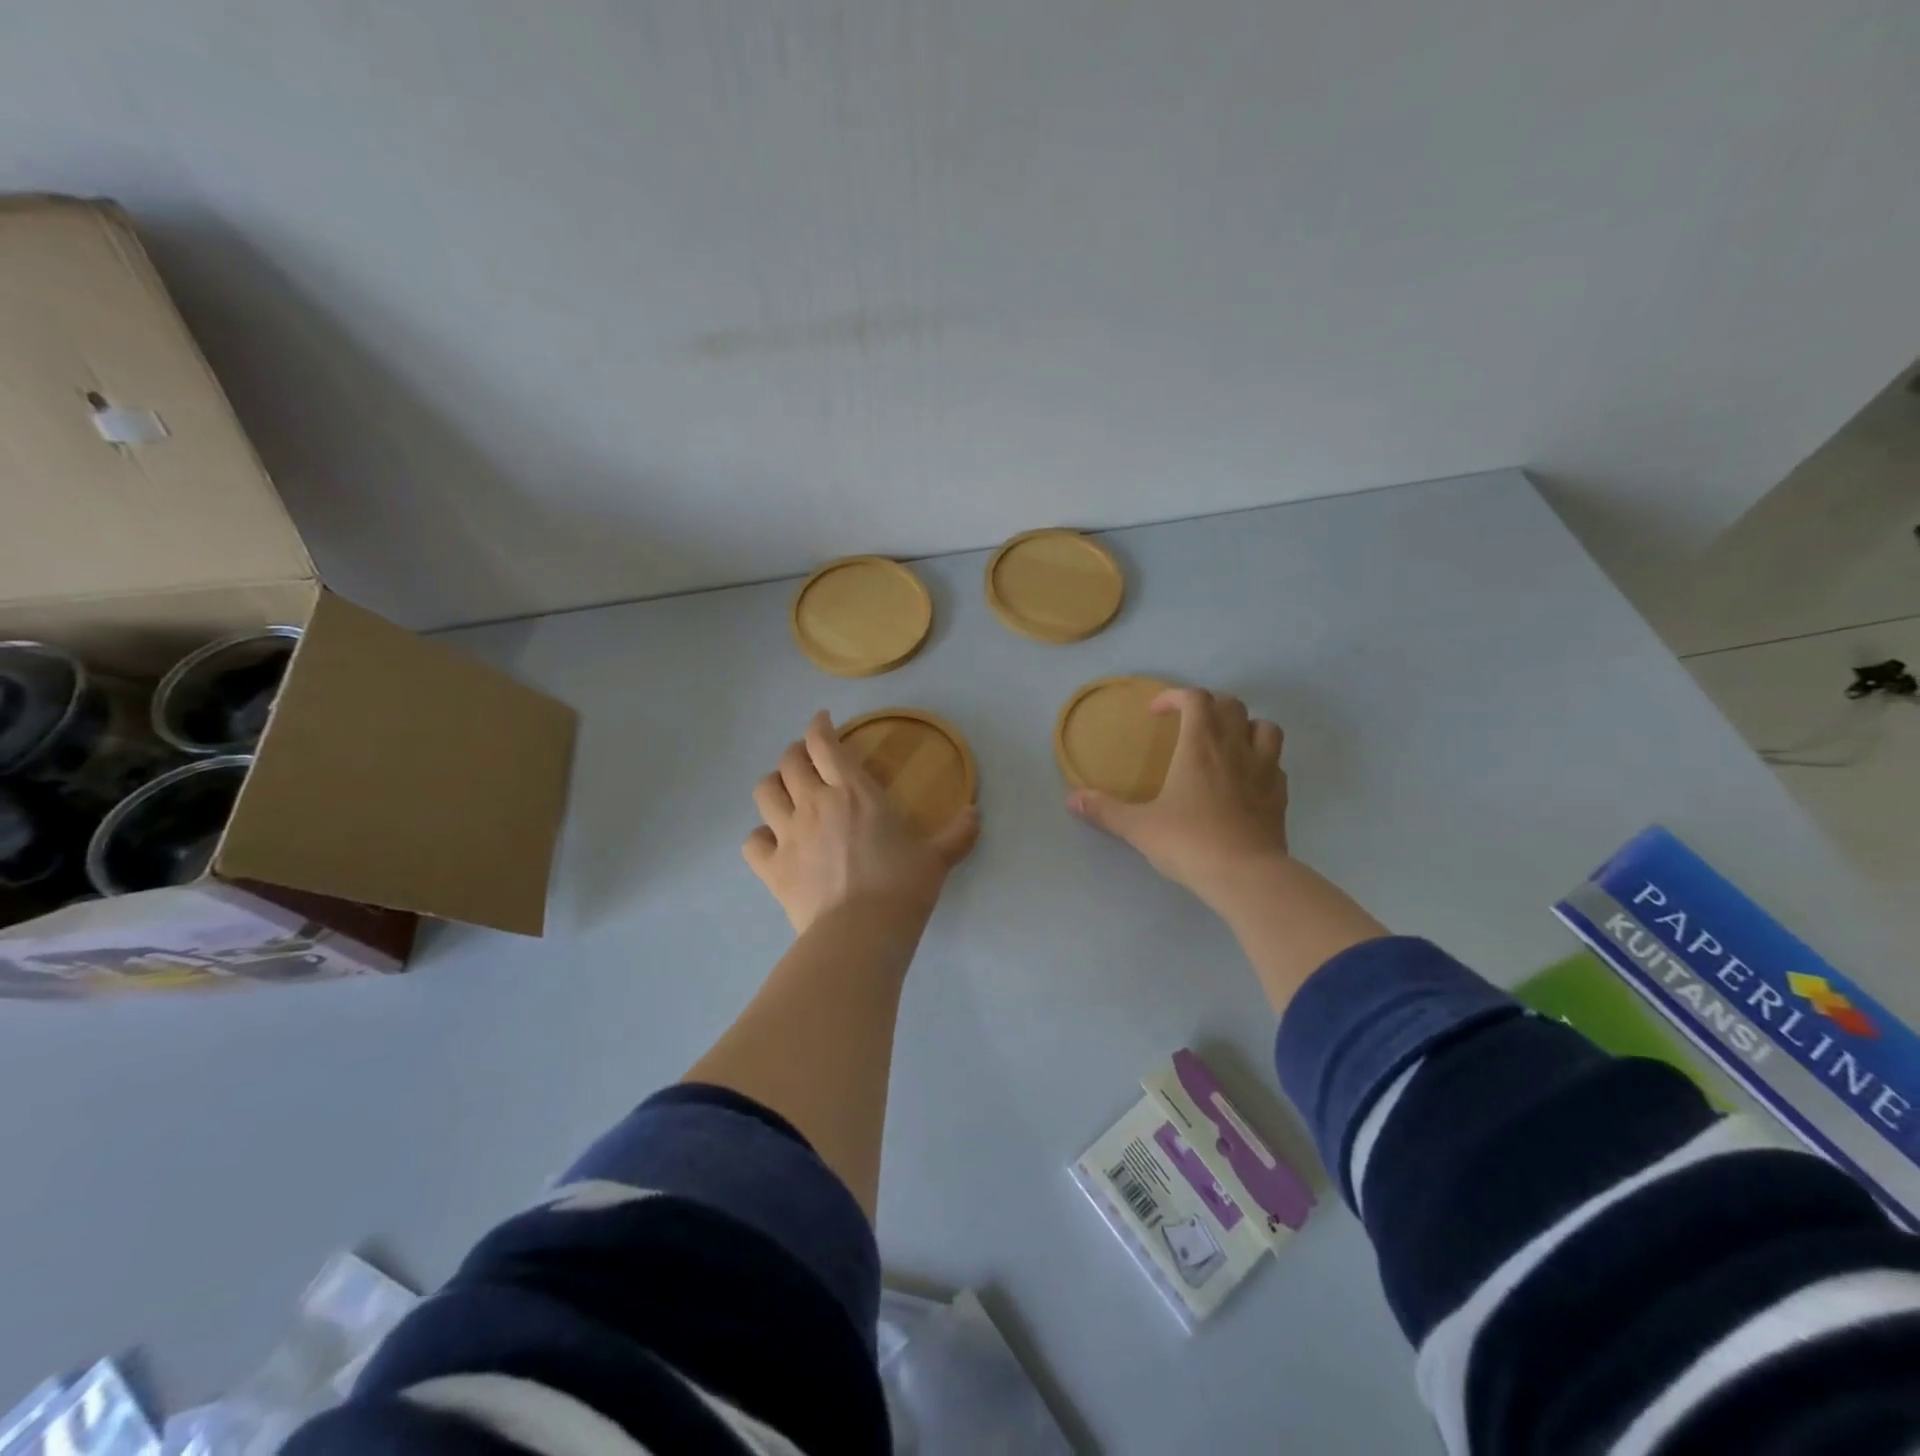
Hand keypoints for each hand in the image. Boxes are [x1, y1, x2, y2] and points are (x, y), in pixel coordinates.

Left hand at [745, 712, 980, 933]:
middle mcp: (815, 803)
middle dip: (796, 752)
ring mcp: (788, 834)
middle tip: (806, 757)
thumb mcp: (937, 858)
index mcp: (854, 792)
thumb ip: (957, 833)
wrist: (861, 932)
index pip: (824, 743)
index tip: (822, 721)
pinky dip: (760, 837)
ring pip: (764, 792)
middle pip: (789, 761)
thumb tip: (975, 814)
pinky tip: (771, 841)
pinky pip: (752, 841)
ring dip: (774, 785)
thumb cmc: (902, 887)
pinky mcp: (772, 867)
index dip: (819, 726)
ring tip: (785, 791)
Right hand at [1068, 688, 1288, 907]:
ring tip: (1227, 742)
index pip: (1195, 699)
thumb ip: (1105, 810)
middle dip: (1210, 705)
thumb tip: (1072, 800)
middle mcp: (1235, 748)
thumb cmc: (1188, 842)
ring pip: (1266, 727)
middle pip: (1231, 705)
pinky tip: (1247, 779)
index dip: (1175, 696)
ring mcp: (1264, 770)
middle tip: (1190, 723)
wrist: (1245, 875)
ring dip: (1246, 726)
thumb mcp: (1138, 827)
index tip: (1157, 712)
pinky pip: (1276, 765)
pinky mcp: (1280, 796)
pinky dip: (1262, 762)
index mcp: (1199, 746)